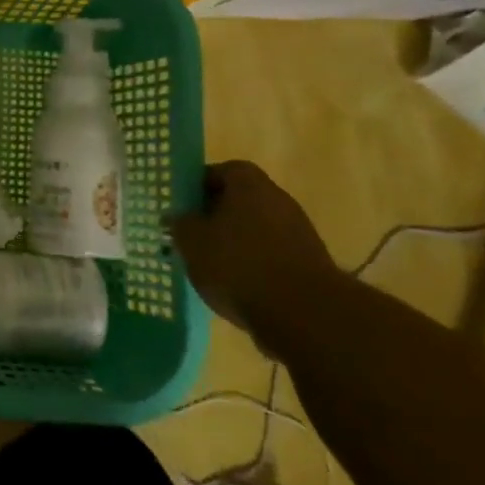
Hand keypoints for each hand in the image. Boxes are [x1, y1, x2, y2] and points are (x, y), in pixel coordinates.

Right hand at [170, 161, 337, 335]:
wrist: (303, 313)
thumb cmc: (238, 265)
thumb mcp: (192, 242)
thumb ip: (180, 224)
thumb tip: (176, 216)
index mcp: (249, 185)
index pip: (222, 171)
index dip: (199, 185)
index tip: (183, 205)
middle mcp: (278, 200)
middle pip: (240, 200)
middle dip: (215, 216)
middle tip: (191, 235)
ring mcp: (299, 232)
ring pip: (255, 229)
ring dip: (234, 242)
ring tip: (210, 265)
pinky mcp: (309, 264)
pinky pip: (271, 255)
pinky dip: (253, 265)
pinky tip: (236, 286)